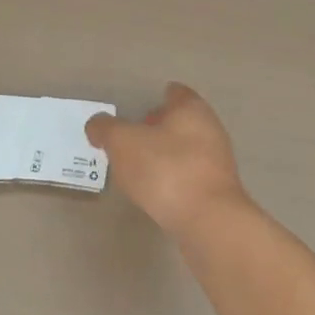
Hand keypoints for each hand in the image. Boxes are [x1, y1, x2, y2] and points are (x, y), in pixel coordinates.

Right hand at [86, 84, 249, 235]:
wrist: (208, 221)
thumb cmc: (165, 169)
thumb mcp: (122, 142)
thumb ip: (106, 128)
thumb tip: (96, 125)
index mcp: (191, 109)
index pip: (175, 93)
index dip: (157, 98)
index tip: (139, 110)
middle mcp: (210, 129)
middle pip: (182, 121)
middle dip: (160, 127)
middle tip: (133, 138)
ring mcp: (218, 162)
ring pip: (187, 149)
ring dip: (166, 155)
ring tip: (139, 167)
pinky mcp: (218, 191)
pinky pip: (191, 175)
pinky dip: (174, 178)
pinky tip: (157, 191)